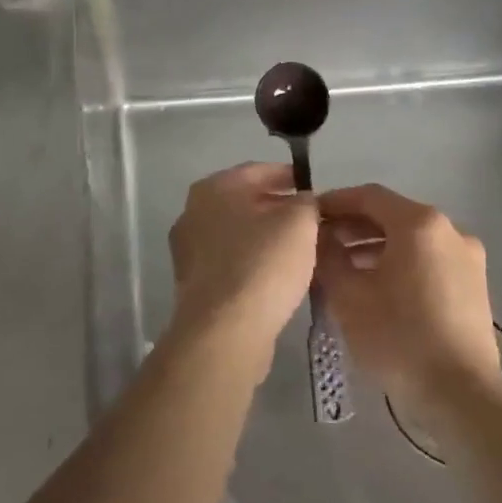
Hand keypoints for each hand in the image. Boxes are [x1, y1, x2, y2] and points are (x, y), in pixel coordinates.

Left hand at [166, 162, 318, 379]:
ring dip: (266, 236)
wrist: (224, 331)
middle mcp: (193, 213)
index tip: (312, 186)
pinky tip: (277, 275)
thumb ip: (306, 202)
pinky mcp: (194, 284)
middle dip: (277, 207)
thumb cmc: (262, 265)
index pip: (257, 170)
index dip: (288, 175)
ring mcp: (189, 250)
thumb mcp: (299, 223)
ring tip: (300, 248)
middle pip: (244, 202)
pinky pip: (230, 262)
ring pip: (237, 233)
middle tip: (310, 219)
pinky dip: (253, 262)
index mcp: (213, 188)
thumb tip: (304, 201)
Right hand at [315, 184, 501, 411]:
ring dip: (375, 246)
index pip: (368, 196)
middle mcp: (450, 230)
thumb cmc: (399, 338)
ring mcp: (468, 258)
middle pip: (392, 215)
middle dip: (354, 226)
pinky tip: (376, 288)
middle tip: (321, 244)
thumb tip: (321, 237)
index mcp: (419, 223)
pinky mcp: (475, 286)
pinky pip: (428, 260)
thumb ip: (328, 256)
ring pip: (411, 240)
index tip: (309, 217)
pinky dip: (400, 263)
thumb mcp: (348, 295)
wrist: (462, 396)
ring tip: (344, 269)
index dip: (335, 202)